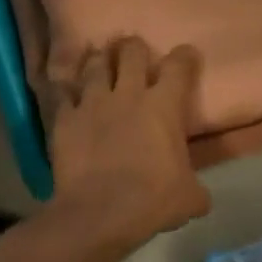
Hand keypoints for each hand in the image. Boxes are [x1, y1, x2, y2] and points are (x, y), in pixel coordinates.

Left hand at [48, 37, 210, 250]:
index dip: (185, 56)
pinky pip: (62, 93)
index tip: (186, 55)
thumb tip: (199, 196)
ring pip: (94, 64)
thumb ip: (196, 188)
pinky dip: (66, 90)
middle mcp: (128, 94)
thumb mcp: (189, 197)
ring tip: (100, 62)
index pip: (179, 66)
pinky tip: (66, 91)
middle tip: (134, 53)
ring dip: (99, 61)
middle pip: (131, 52)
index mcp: (164, 106)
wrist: (98, 213)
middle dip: (134, 48)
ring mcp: (92, 103)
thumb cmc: (152, 200)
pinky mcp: (65, 119)